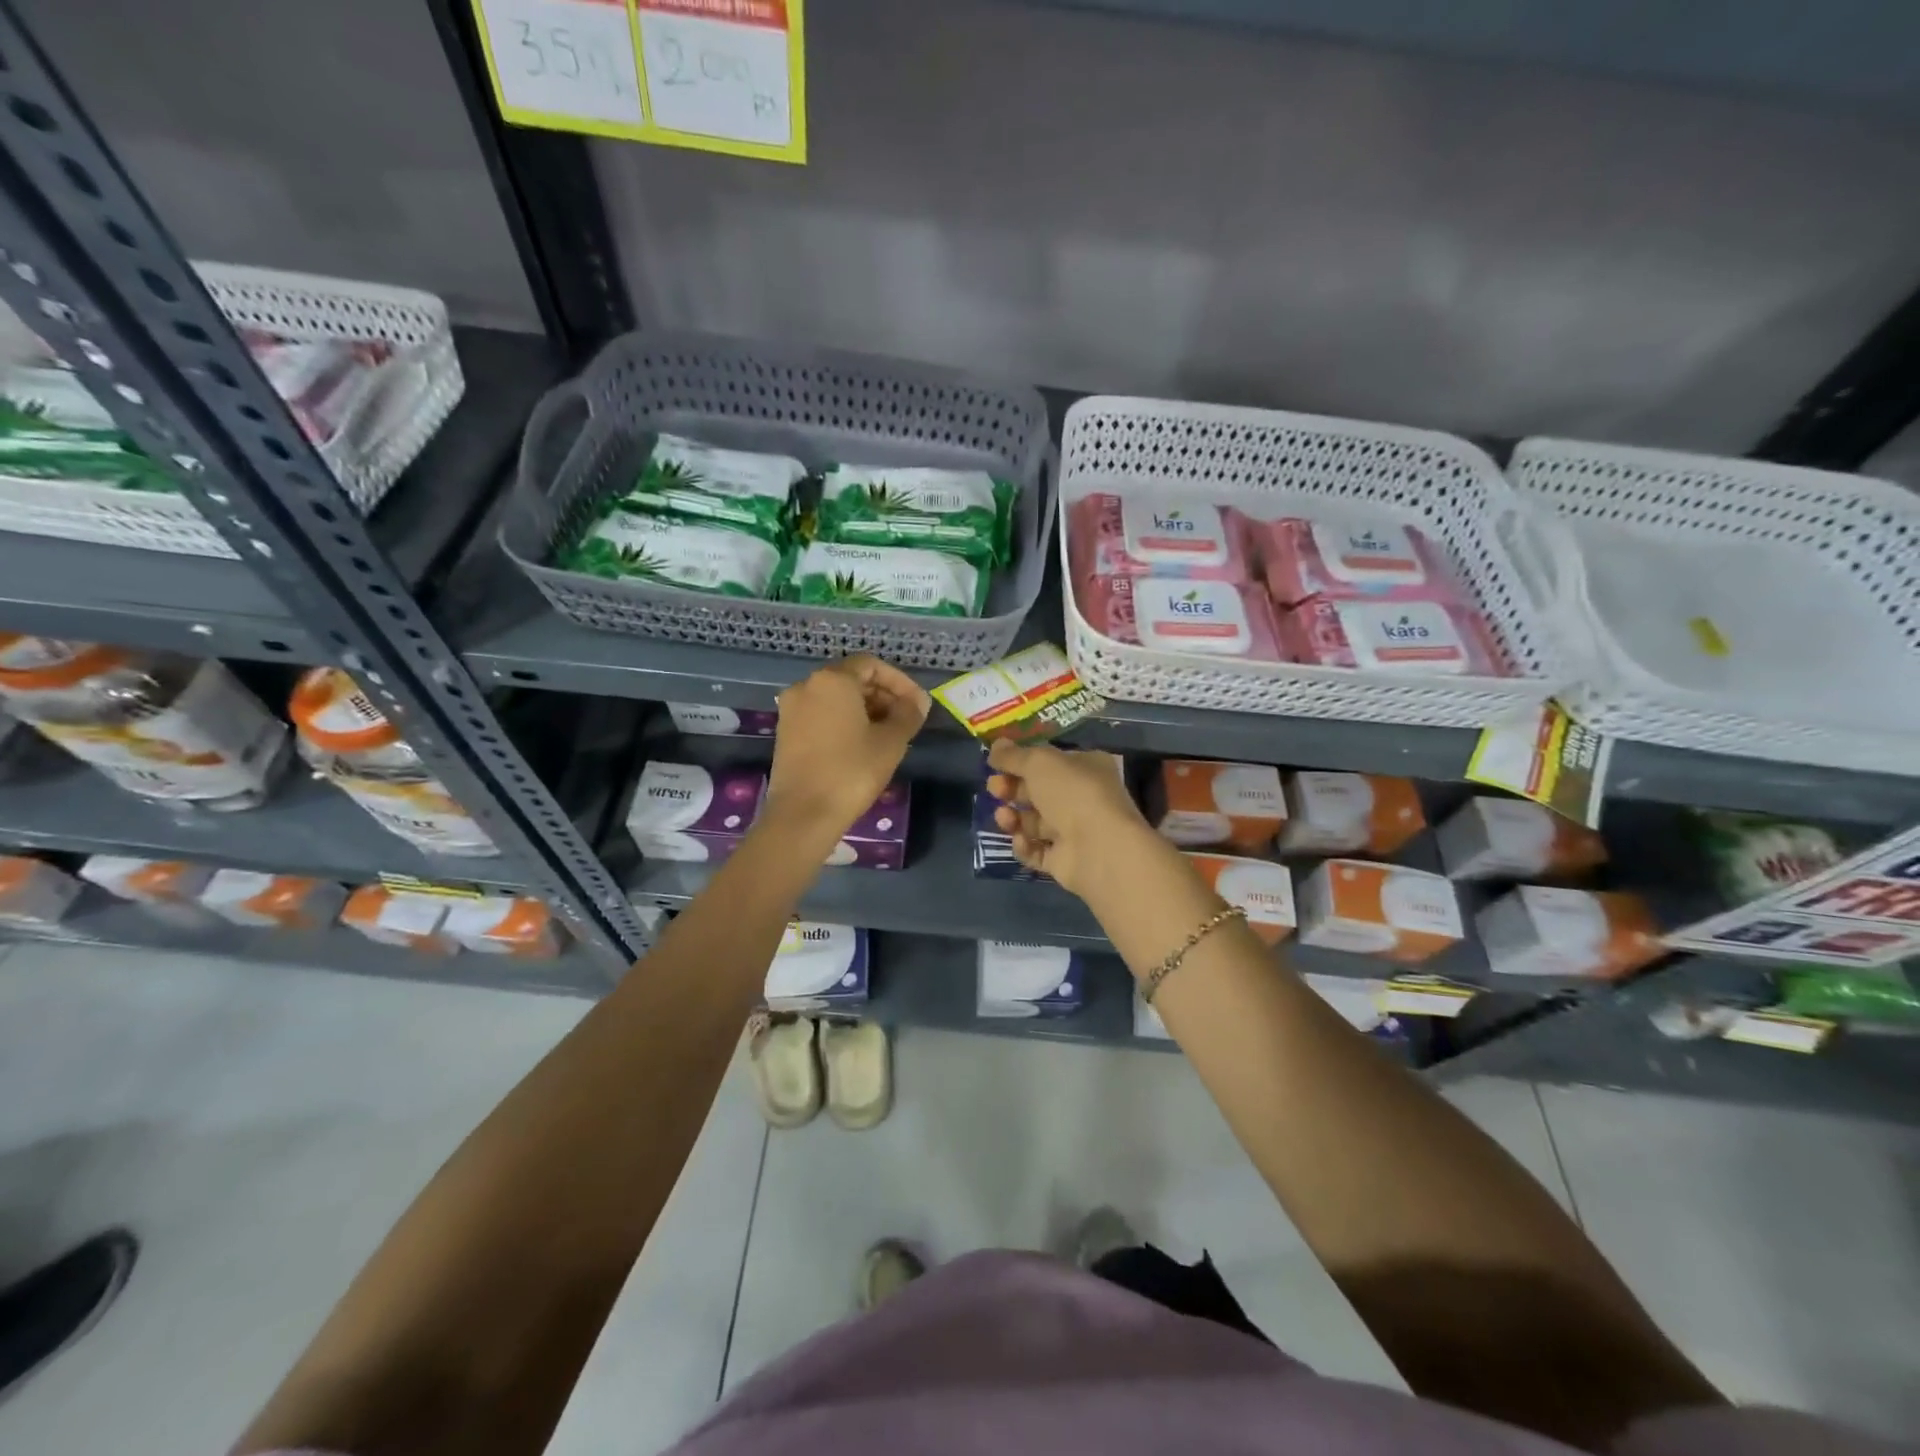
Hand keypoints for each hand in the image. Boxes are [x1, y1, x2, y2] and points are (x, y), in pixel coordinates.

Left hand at [765, 654, 929, 842]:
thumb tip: (918, 702)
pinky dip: (844, 721)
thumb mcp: (891, 742)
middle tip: (906, 720)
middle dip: (883, 695)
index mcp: (832, 680)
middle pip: (852, 679)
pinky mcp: (785, 733)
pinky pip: (821, 715)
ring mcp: (791, 710)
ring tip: (889, 735)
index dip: (900, 682)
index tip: (918, 705)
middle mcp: (807, 686)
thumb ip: (908, 714)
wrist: (803, 815)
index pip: (872, 665)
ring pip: (836, 698)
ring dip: (865, 710)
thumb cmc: (852, 772)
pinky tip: (862, 745)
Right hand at [986, 738, 1151, 896]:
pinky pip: (1036, 851)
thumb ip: (1014, 755)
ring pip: (1034, 823)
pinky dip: (1025, 846)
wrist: (1100, 849)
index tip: (995, 763)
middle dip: (1012, 789)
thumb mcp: (1039, 762)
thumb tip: (996, 745)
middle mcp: (1082, 798)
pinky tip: (1022, 840)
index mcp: (1086, 767)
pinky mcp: (1064, 861)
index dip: (1021, 761)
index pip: (1049, 761)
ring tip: (1004, 817)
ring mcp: (1074, 832)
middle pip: (1038, 792)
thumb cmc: (1073, 793)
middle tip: (994, 788)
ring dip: (1013, 818)